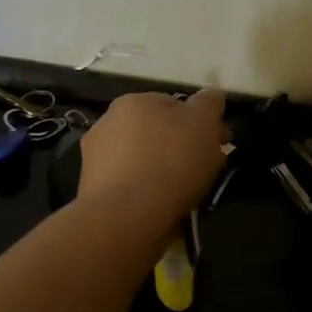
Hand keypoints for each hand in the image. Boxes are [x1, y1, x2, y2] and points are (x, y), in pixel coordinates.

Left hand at [78, 88, 227, 225]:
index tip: (219, 143)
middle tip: (204, 168)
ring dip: (160, 169)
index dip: (200, 122)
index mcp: (132, 101)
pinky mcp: (92, 190)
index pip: (172, 104)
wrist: (127, 215)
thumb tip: (211, 95)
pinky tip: (160, 205)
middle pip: (155, 132)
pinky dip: (144, 191)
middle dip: (180, 146)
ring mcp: (95, 158)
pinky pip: (129, 185)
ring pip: (140, 160)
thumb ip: (209, 104)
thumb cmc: (170, 161)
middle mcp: (107, 123)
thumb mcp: (203, 123)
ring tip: (184, 192)